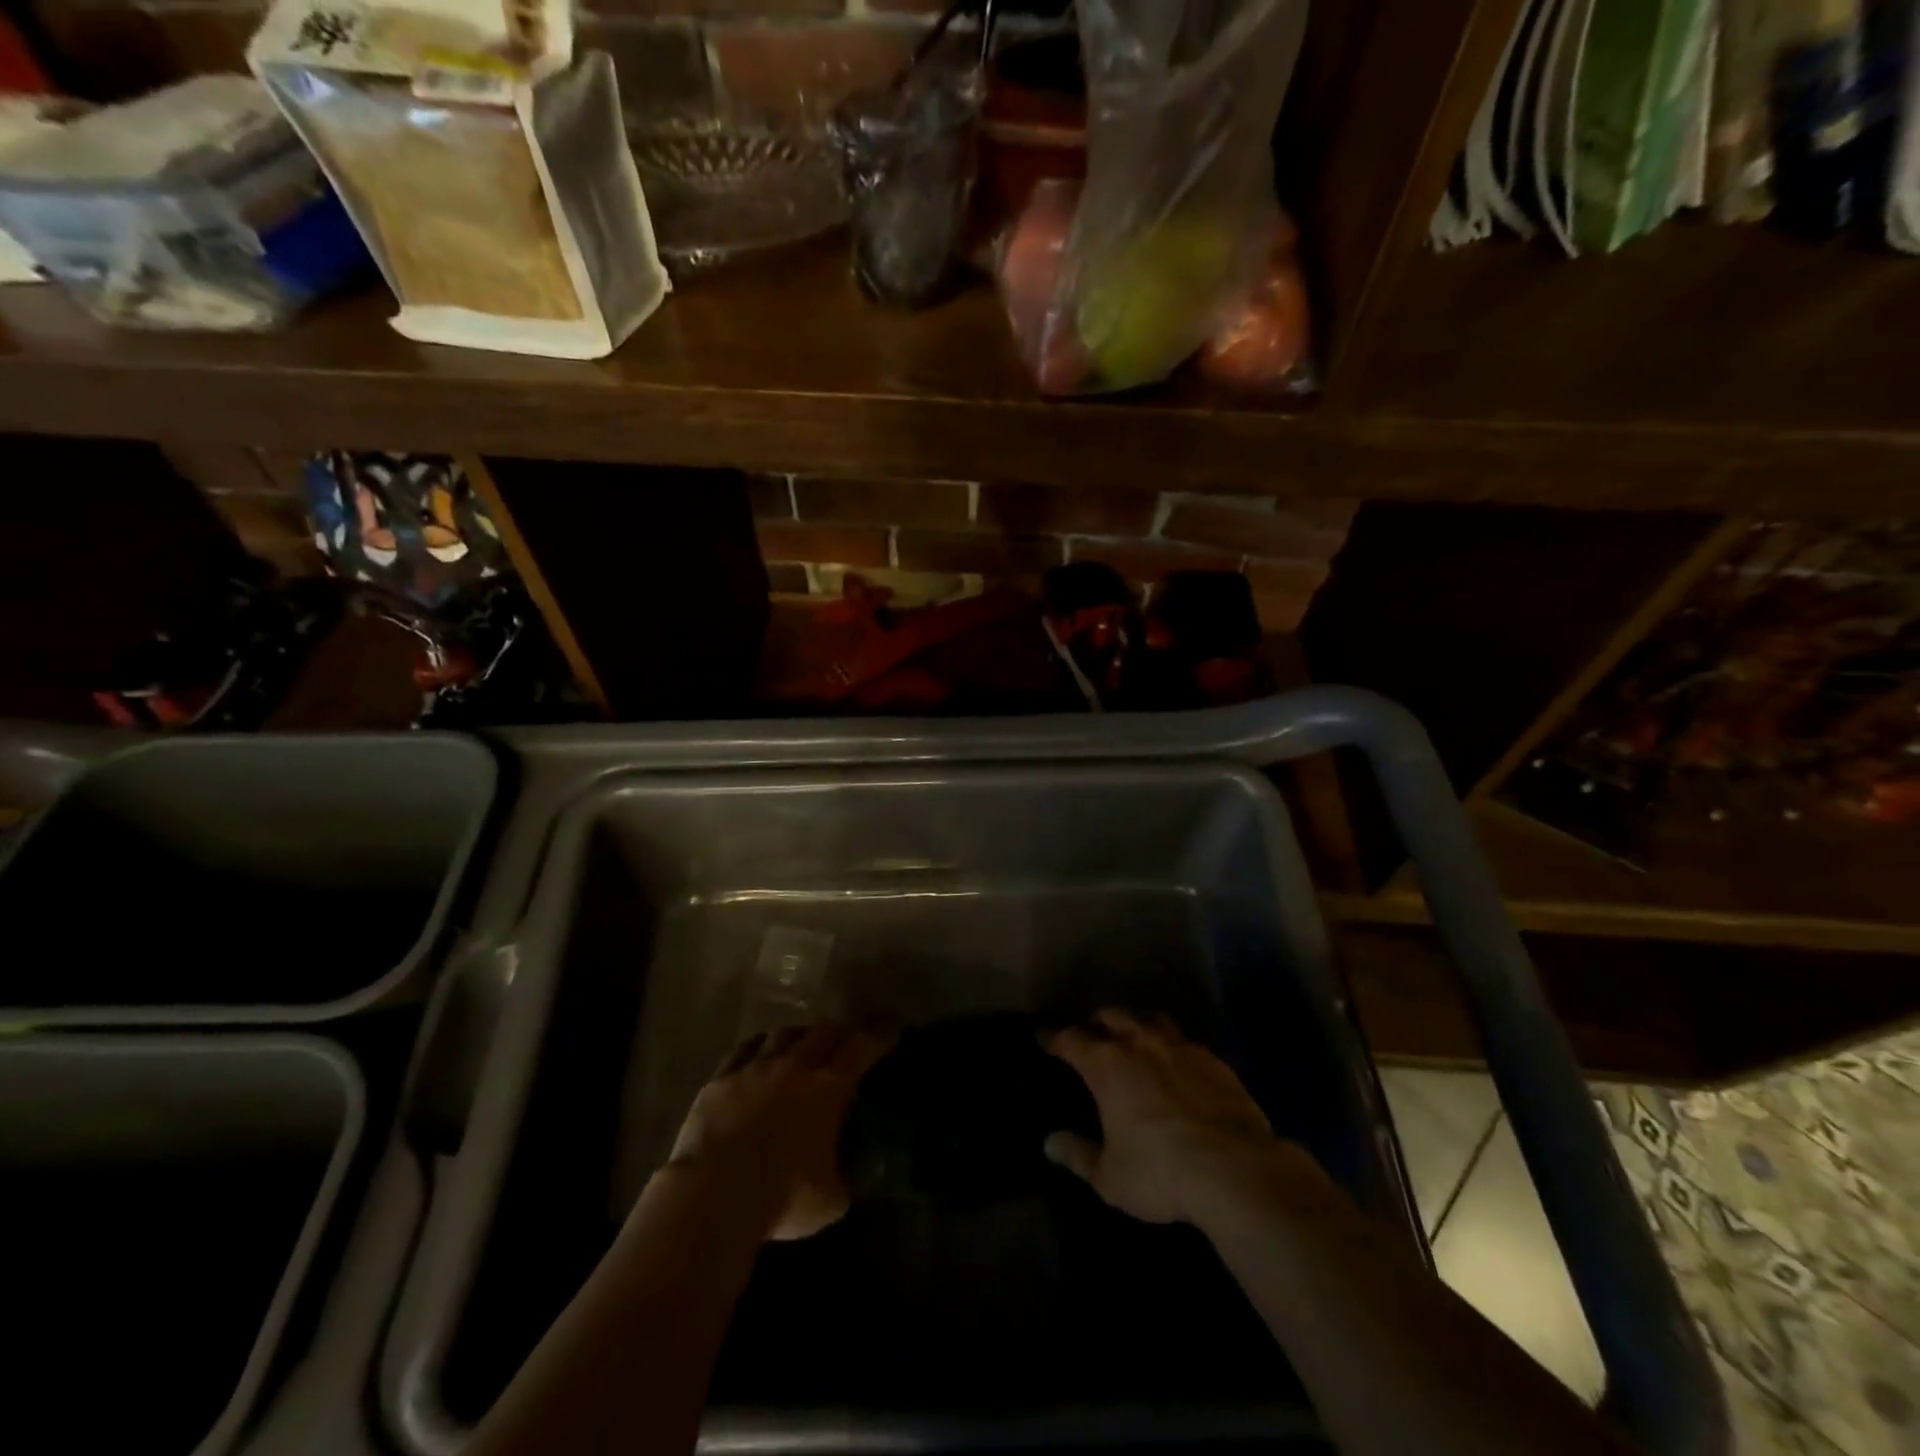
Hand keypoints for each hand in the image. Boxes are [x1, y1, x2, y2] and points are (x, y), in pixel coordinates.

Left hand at [668, 1025, 892, 1241]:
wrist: (714, 1193)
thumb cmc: (782, 1197)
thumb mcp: (830, 1200)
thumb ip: (842, 1180)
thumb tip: (844, 1179)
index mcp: (828, 1086)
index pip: (862, 1048)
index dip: (880, 1037)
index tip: (891, 1031)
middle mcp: (794, 1065)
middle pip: (823, 1031)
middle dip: (838, 1033)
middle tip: (843, 1042)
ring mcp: (754, 1067)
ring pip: (782, 1033)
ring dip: (798, 1036)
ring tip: (800, 1046)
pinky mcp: (720, 1078)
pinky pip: (743, 1049)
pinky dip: (757, 1047)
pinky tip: (758, 1054)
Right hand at [1043, 1009, 1277, 1225]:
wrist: (1235, 1169)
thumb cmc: (1160, 1172)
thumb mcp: (1110, 1177)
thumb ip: (1078, 1155)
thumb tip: (1049, 1142)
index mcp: (1106, 1065)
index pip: (1071, 1039)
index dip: (1054, 1038)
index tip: (1044, 1038)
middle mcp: (1139, 1043)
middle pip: (1111, 1016)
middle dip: (1097, 1022)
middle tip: (1091, 1033)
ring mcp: (1179, 1046)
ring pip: (1150, 1018)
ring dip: (1135, 1022)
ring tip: (1132, 1035)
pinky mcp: (1212, 1059)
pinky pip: (1183, 1039)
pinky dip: (1171, 1043)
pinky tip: (1175, 1059)